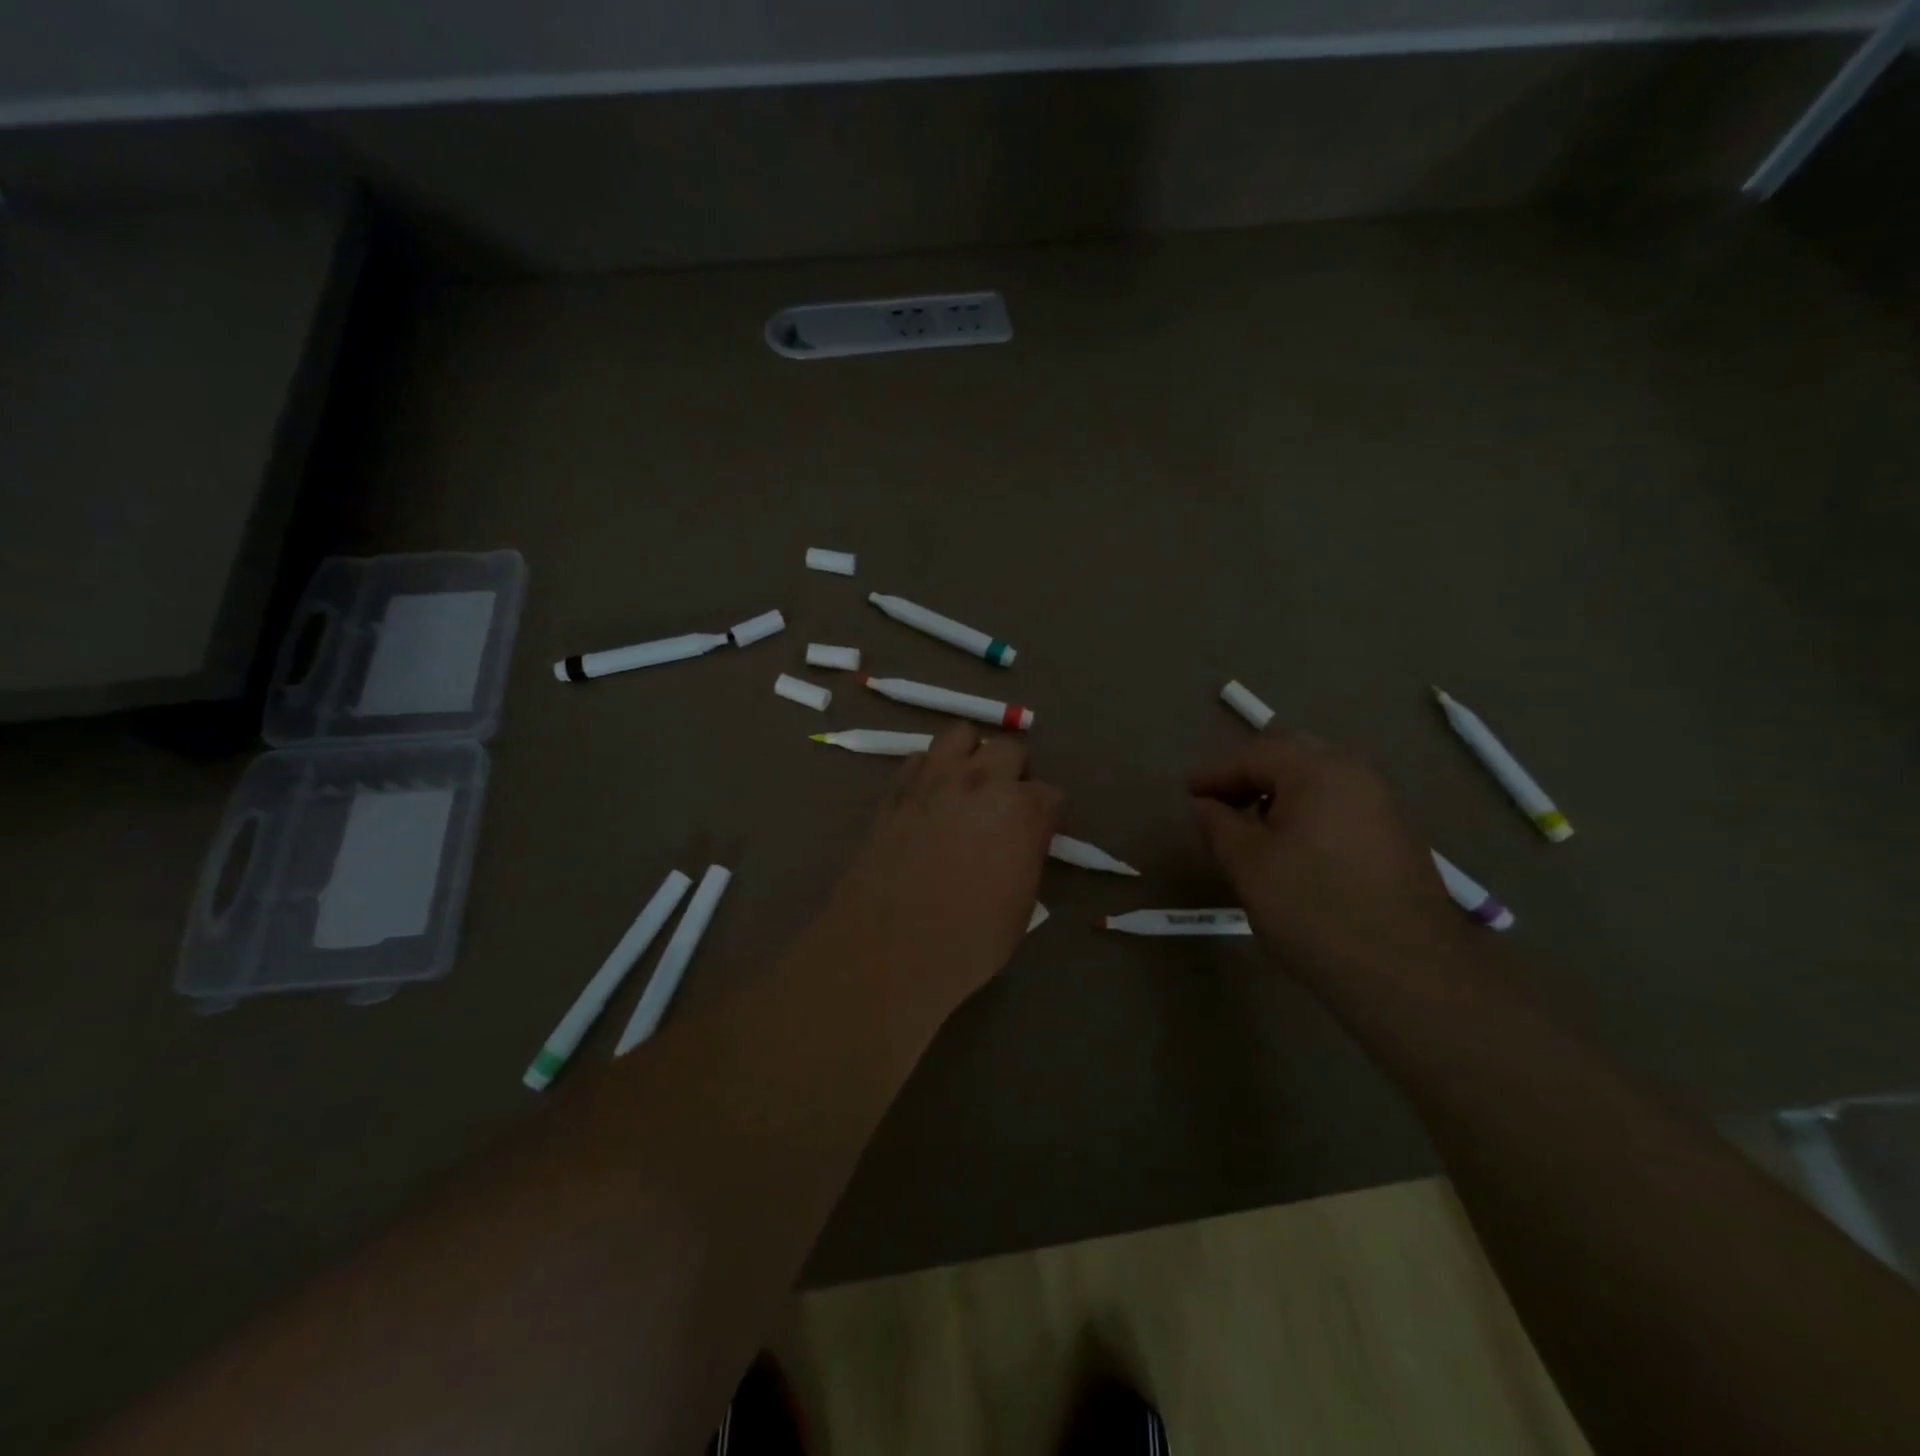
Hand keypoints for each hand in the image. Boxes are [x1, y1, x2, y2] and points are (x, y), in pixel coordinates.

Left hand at [824, 723, 1061, 1022]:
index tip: (1036, 830)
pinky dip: (929, 770)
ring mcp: (934, 780)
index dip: (1044, 812)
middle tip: (1004, 800)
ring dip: (970, 753)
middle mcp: (981, 781)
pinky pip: (919, 759)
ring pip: (960, 734)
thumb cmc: (970, 938)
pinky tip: (928, 797)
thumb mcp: (1020, 903)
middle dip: (1013, 770)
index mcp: (1022, 810)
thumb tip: (1020, 840)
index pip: (1049, 792)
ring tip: (967, 783)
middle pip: (1009, 748)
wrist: (893, 945)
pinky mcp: (896, 790)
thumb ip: (1026, 855)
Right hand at [1189, 731, 1468, 983]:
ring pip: (1319, 782)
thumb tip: (1203, 804)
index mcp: (1320, 771)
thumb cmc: (1313, 907)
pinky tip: (1292, 848)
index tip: (1187, 794)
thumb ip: (1218, 825)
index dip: (1215, 773)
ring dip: (1279, 794)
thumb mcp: (1248, 864)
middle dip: (1249, 775)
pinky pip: (1339, 807)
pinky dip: (1307, 813)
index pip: (1255, 755)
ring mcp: (1383, 806)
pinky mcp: (1396, 839)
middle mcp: (1357, 775)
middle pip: (1292, 757)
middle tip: (1217, 801)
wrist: (1406, 972)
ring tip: (1250, 826)